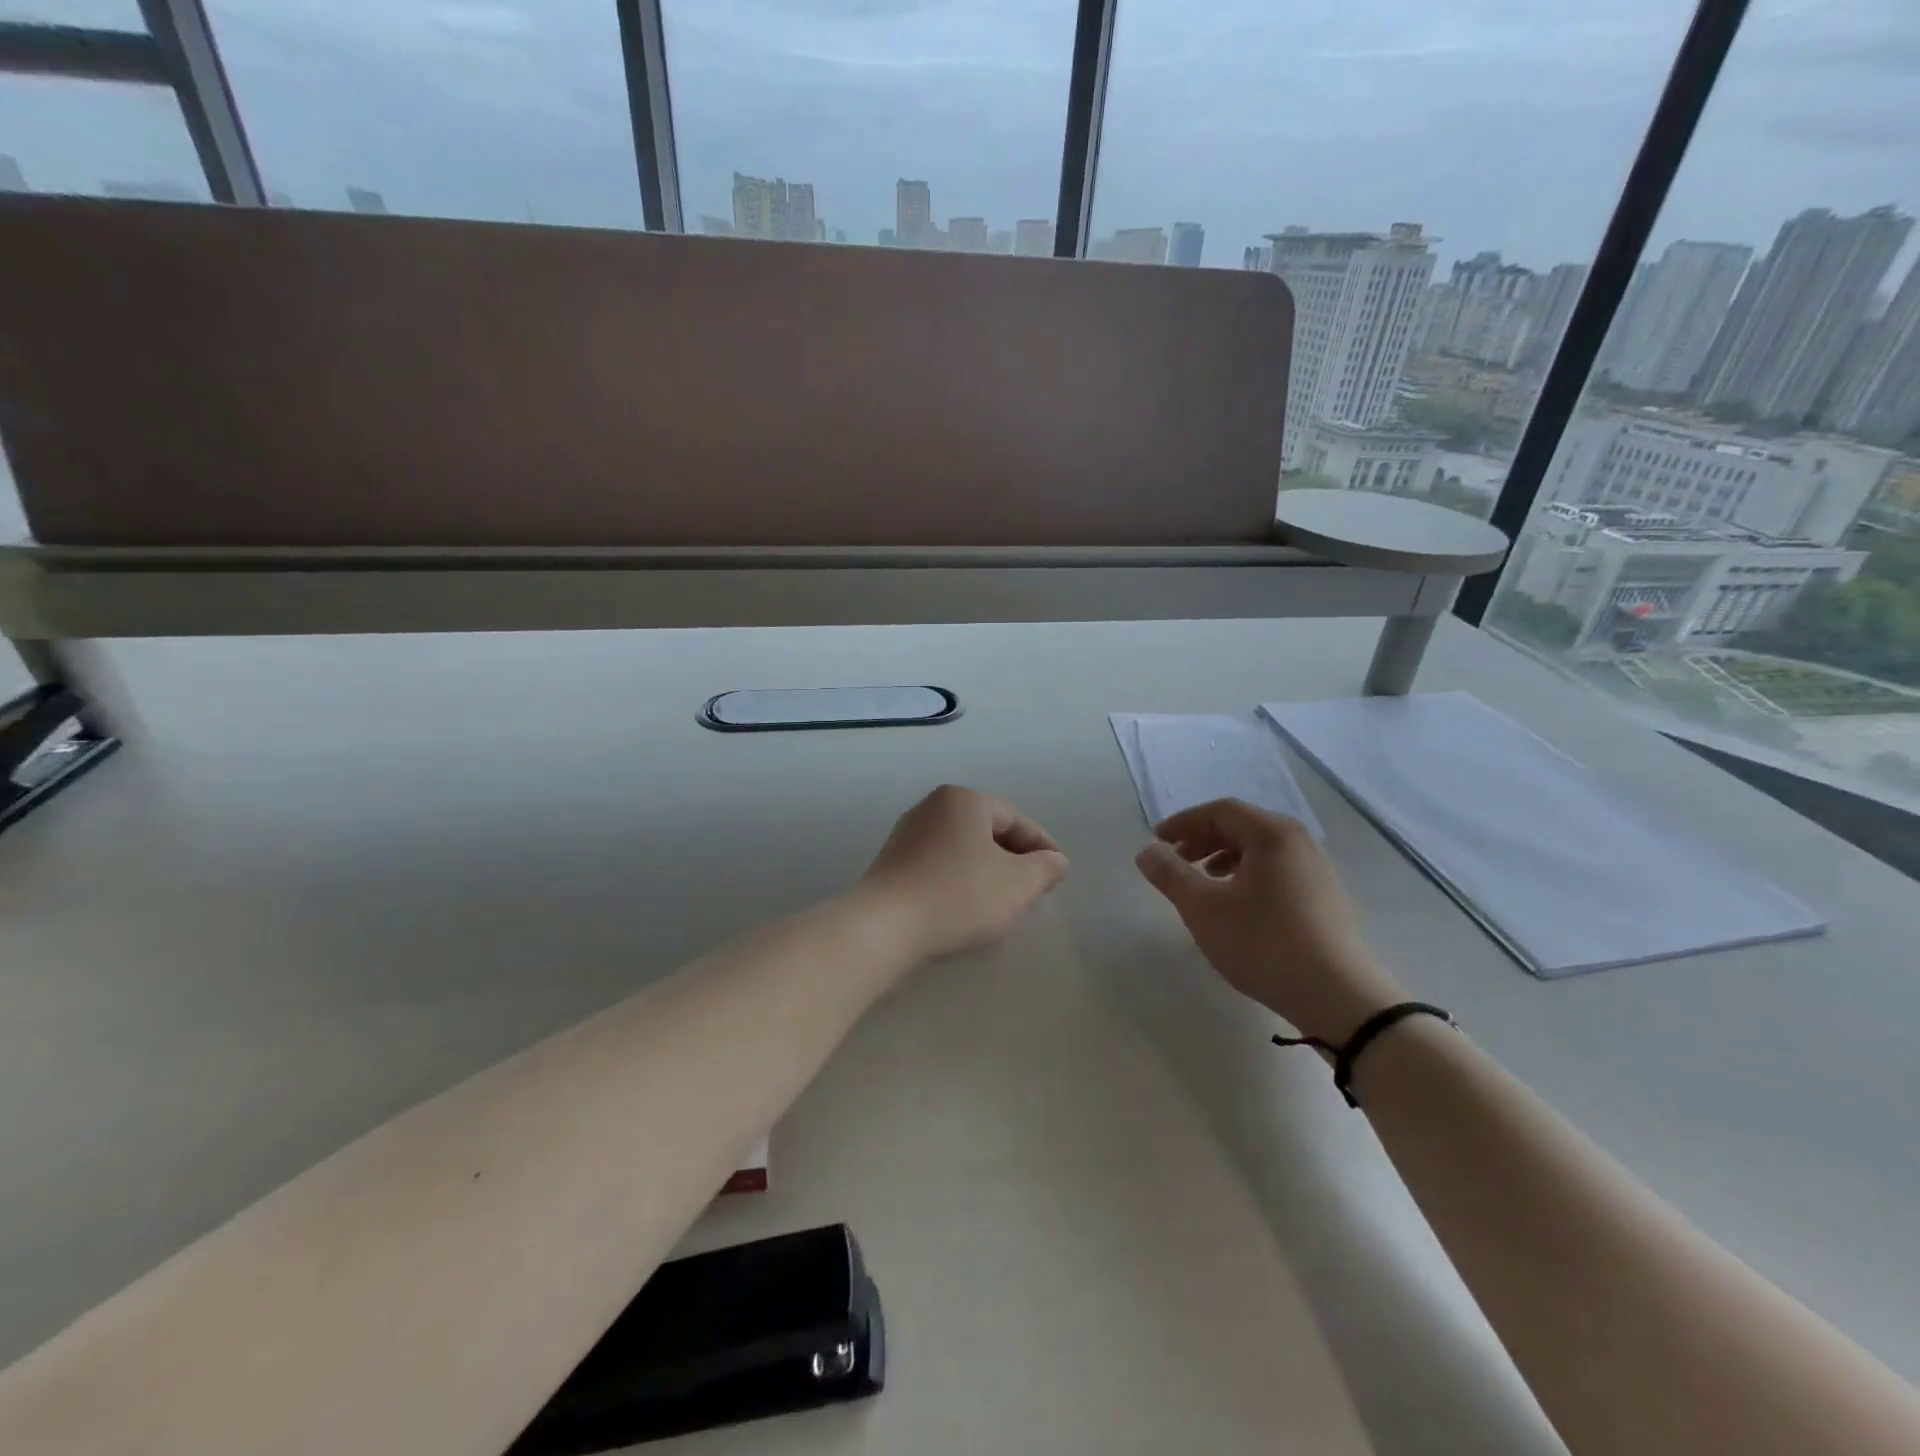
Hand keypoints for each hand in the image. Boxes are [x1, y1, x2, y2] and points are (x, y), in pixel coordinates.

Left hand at [859, 785, 1069, 960]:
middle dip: (1014, 859)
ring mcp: (907, 833)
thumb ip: (1044, 869)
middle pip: (987, 831)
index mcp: (964, 800)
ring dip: (986, 871)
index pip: (1015, 818)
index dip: (1042, 846)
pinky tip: (966, 907)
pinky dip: (959, 880)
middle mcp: (932, 807)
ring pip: (962, 849)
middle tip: (1033, 888)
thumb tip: (1056, 861)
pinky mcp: (891, 862)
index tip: (1058, 874)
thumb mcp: (1016, 884)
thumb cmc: (958, 895)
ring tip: (1003, 902)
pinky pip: (938, 865)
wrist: (884, 926)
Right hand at [1135, 798, 1405, 1043]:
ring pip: (1261, 850)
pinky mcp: (1325, 898)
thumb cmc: (1263, 943)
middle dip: (1203, 839)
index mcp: (1273, 835)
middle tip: (1176, 860)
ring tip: (1203, 881)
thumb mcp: (1203, 908)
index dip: (1184, 822)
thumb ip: (1170, 875)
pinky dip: (1248, 875)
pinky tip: (1237, 904)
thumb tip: (1146, 852)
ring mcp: (1318, 870)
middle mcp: (1299, 843)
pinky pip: (1278, 870)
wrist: (1339, 998)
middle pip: (1242, 826)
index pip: (1220, 811)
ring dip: (1224, 857)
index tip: (1157, 841)